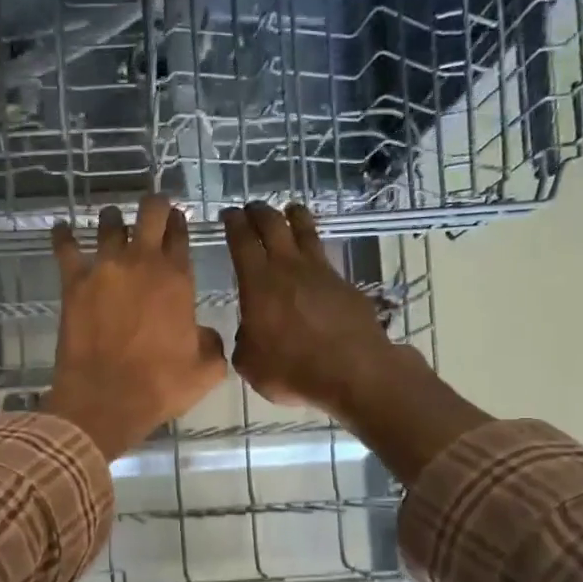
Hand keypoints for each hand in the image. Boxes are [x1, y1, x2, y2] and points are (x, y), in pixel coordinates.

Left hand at [46, 197, 227, 459]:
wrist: (105, 400)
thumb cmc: (159, 387)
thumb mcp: (206, 370)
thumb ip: (212, 343)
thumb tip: (204, 333)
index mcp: (178, 279)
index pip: (180, 235)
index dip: (179, 224)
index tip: (177, 223)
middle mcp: (142, 263)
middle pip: (150, 212)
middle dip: (154, 206)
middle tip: (153, 211)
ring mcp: (104, 269)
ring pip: (110, 223)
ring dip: (114, 219)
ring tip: (113, 222)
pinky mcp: (73, 284)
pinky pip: (66, 249)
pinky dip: (64, 236)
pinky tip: (62, 229)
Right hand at [221, 202, 394, 414]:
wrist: (354, 372)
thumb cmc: (292, 369)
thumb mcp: (250, 363)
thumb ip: (244, 341)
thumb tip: (250, 332)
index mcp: (258, 283)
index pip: (242, 241)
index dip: (233, 224)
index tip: (228, 214)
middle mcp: (289, 268)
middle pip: (273, 225)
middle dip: (260, 212)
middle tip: (252, 209)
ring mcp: (322, 272)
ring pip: (306, 231)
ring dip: (294, 217)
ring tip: (289, 210)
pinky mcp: (346, 284)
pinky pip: (325, 258)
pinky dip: (315, 250)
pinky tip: (314, 259)